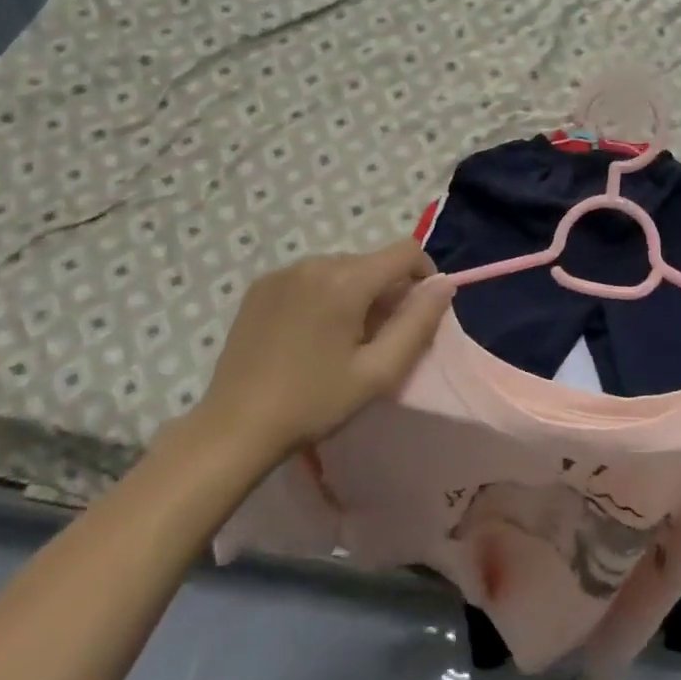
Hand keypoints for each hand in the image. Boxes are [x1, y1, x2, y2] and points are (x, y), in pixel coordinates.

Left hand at [187, 241, 455, 470]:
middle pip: (372, 262)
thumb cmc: (314, 403)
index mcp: (345, 281)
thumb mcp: (378, 372)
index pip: (405, 251)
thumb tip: (445, 284)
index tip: (420, 313)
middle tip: (380, 340)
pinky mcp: (260, 286)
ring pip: (341, 269)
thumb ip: (418, 323)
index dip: (425, 275)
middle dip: (388, 291)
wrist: (234, 428)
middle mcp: (314, 263)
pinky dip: (324, 295)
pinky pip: (310, 278)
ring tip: (343, 341)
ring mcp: (282, 272)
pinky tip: (310, 336)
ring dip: (356, 293)